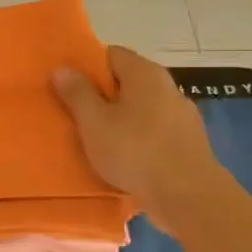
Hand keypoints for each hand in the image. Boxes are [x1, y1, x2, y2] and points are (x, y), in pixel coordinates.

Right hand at [54, 46, 220, 210]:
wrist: (188, 196)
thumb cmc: (135, 151)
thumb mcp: (94, 122)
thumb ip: (77, 93)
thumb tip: (62, 68)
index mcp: (145, 73)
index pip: (111, 54)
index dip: (87, 66)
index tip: (68, 85)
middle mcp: (168, 87)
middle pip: (127, 82)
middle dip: (102, 95)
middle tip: (76, 113)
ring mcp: (182, 116)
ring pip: (141, 109)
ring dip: (120, 119)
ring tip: (96, 138)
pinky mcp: (188, 143)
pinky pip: (154, 132)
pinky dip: (137, 139)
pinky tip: (124, 158)